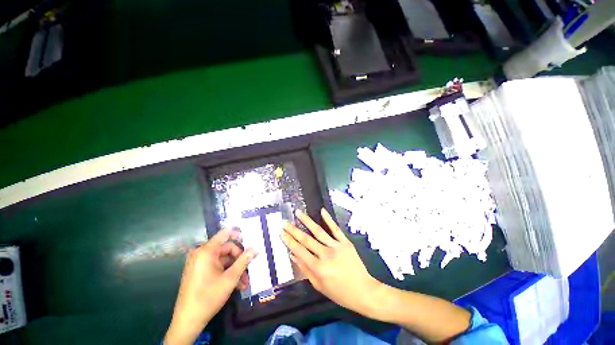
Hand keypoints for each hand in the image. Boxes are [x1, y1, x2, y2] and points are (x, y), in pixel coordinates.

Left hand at [165, 228, 257, 344]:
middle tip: (249, 270)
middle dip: (239, 260)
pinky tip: (237, 285)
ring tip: (244, 283)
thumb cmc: (208, 297)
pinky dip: (227, 274)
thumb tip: (256, 248)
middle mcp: (202, 254)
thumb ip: (244, 260)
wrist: (187, 321)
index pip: (225, 234)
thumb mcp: (230, 278)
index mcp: (206, 251)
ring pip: (223, 261)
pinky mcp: (199, 272)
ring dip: (235, 270)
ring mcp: (199, 264)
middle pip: (226, 250)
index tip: (250, 240)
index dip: (238, 234)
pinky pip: (216, 267)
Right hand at [282, 209, 380, 315]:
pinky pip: (335, 229)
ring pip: (318, 231)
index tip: (281, 233)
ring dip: (307, 221)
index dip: (289, 241)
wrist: (363, 291)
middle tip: (285, 222)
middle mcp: (326, 255)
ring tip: (298, 213)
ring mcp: (337, 246)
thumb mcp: (319, 286)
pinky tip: (322, 211)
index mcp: (318, 268)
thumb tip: (293, 255)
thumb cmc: (339, 292)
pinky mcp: (345, 242)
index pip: (300, 251)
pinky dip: (328, 219)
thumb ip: (305, 269)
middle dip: (293, 230)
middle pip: (306, 239)